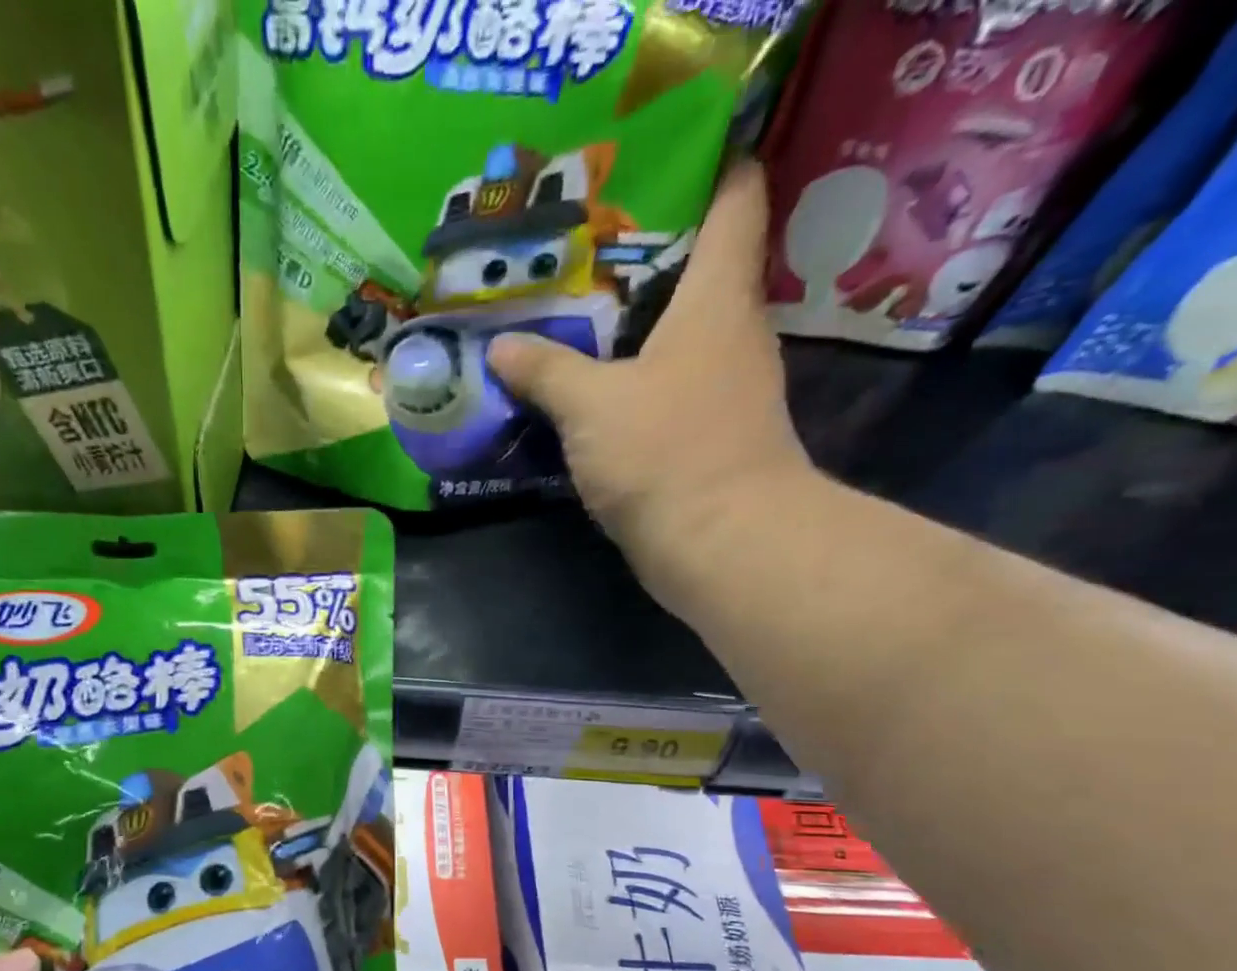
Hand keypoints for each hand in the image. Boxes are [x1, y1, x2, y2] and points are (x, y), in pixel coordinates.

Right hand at [489, 164, 811, 592]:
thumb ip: (545, 370)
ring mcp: (721, 385)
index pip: (733, 197)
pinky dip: (630, 375)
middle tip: (573, 245)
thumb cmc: (665, 452)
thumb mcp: (591, 405)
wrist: (722, 544)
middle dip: (638, 250)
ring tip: (567, 310)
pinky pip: (664, 382)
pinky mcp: (705, 432)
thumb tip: (502, 347)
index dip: (703, 164)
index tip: (648, 160)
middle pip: (695, 265)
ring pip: (675, 330)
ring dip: (629, 321)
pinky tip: (585, 384)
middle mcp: (730, 330)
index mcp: (717, 297)